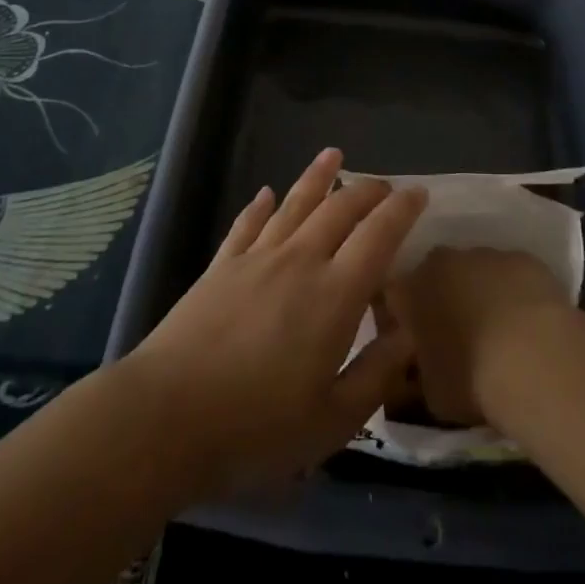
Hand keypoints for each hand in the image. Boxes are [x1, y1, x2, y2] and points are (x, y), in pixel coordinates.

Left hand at [126, 148, 426, 496]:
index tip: (418, 193)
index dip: (401, 210)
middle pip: (339, 209)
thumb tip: (407, 334)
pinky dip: (260, 205)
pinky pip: (247, 224)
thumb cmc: (256, 428)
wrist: (166, 417)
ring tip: (333, 154)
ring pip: (294, 204)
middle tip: (384, 184)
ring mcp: (256, 258)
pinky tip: (266, 193)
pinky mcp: (221, 266)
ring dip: (317, 177)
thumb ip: (375, 375)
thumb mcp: (331, 422)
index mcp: (334, 295)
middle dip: (367, 191)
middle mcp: (300, 261)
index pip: (378, 236)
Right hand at [387, 248, 568, 427]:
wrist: (534, 360)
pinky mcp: (523, 257)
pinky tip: (529, 322)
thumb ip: (420, 370)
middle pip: (435, 274)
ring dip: (480, 290)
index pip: (393, 294)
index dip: (403, 314)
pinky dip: (515, 291)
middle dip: (442, 296)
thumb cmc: (471, 381)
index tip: (414, 337)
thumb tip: (423, 367)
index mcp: (409, 290)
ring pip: (475, 269)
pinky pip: (512, 272)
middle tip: (457, 332)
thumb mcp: (430, 393)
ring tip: (499, 329)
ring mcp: (484, 253)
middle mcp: (442, 261)